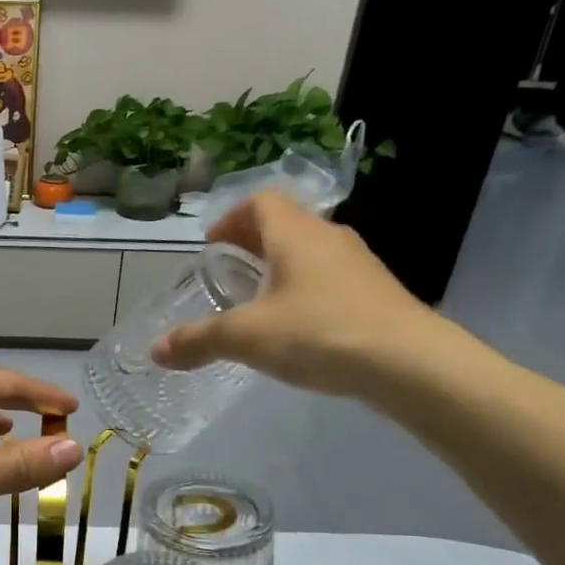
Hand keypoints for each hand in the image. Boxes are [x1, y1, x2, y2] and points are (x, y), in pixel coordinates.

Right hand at [152, 191, 443, 396]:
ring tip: (256, 303)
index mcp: (296, 234)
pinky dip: (304, 291)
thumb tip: (156, 351)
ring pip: (309, 253)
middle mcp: (329, 238)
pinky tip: (295, 329)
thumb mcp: (247, 337)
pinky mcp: (375, 294)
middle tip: (225, 274)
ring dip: (279, 269)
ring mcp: (358, 265)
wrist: (409, 363)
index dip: (231, 218)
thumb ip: (199, 340)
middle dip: (250, 245)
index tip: (211, 246)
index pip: (261, 201)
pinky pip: (329, 280)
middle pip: (285, 225)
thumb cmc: (319, 332)